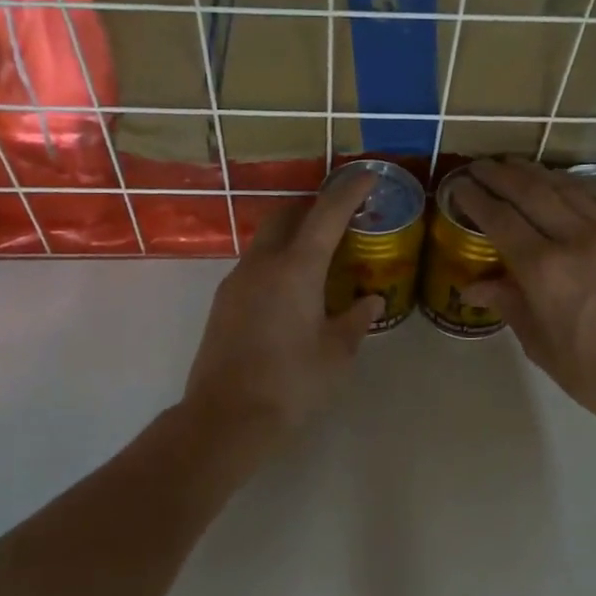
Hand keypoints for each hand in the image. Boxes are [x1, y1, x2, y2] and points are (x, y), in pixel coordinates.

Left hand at [182, 170, 383, 450]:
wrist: (226, 419)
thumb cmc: (292, 384)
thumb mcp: (337, 354)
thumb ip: (356, 320)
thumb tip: (372, 300)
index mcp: (296, 269)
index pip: (326, 214)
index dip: (349, 192)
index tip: (367, 176)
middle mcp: (261, 264)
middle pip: (286, 216)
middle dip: (313, 207)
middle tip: (341, 218)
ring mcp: (236, 282)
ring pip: (266, 241)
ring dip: (292, 236)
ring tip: (320, 257)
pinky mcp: (223, 303)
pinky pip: (254, 267)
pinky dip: (277, 262)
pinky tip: (292, 291)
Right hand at [450, 159, 595, 428]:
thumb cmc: (591, 372)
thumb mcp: (539, 343)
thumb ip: (508, 303)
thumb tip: (472, 287)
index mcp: (543, 270)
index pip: (501, 220)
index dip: (476, 198)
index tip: (459, 185)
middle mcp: (576, 240)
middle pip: (532, 192)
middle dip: (501, 175)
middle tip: (482, 166)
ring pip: (568, 188)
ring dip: (537, 173)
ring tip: (516, 166)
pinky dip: (577, 186)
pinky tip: (565, 183)